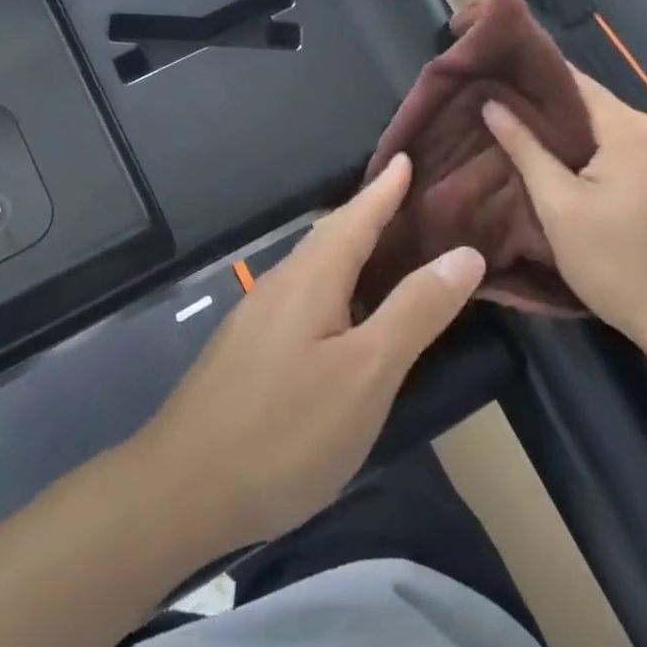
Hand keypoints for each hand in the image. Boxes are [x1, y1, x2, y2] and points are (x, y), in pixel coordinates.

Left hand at [132, 155, 484, 554]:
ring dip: (349, 248)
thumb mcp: (367, 372)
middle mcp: (280, 285)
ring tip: (384, 247)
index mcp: (310, 278)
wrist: (182, 489)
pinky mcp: (248, 350)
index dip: (384, 189)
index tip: (407, 158)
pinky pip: (301, 295)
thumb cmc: (286, 429)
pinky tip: (342, 311)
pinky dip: (333, 284)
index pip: (355, 217)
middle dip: (368, 212)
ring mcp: (257, 318)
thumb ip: (415, 311)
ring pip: (313, 267)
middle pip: (330, 236)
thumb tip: (464, 253)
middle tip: (406, 197)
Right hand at [482, 70, 646, 362]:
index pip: (573, 81)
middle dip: (552, 117)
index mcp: (632, 128)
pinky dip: (608, 161)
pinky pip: (639, 156)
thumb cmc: (623, 267)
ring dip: (580, 142)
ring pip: (616, 135)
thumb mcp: (560, 210)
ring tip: (536, 155)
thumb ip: (526, 150)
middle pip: (596, 108)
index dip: (531, 79)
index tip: (494, 83)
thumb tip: (492, 104)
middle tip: (506, 127)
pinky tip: (586, 183)